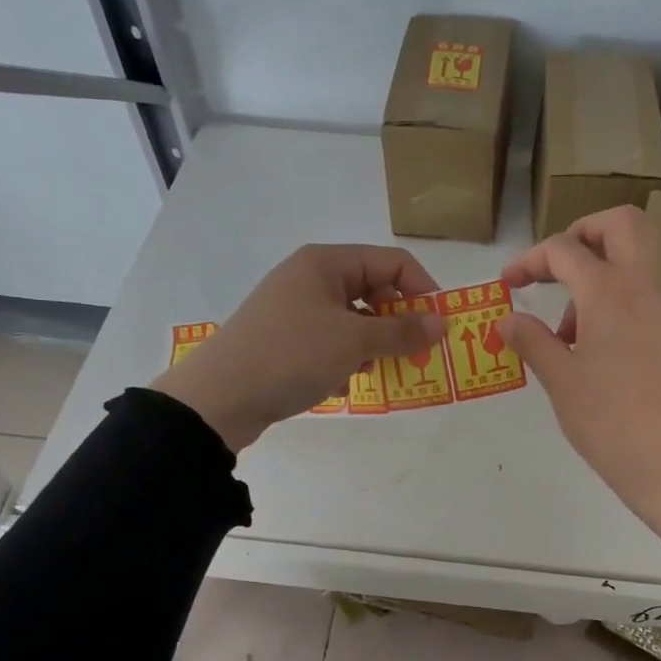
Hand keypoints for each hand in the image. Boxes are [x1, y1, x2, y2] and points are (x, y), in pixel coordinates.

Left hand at [152, 244, 443, 451]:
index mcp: (326, 263)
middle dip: (395, 323)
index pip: (392, 263)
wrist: (219, 398)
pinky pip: (329, 343)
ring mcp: (295, 310)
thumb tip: (441, 322)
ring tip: (368, 372)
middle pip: (372, 291)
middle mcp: (310, 278)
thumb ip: (402, 331)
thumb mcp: (354, 342)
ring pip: (352, 321)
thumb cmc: (292, 355)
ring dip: (369, 347)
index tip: (439, 326)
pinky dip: (342, 361)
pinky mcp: (285, 340)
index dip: (422, 290)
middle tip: (411, 355)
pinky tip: (338, 385)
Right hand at [499, 206, 660, 551]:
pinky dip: (613, 306)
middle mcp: (643, 290)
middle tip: (554, 269)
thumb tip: (508, 319)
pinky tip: (593, 354)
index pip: (565, 249)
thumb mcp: (560, 380)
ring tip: (565, 337)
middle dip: (582, 233)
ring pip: (633, 265)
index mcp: (609, 292)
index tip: (507, 284)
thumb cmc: (608, 421)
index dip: (529, 259)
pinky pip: (641, 301)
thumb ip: (531, 340)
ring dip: (596, 277)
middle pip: (622, 225)